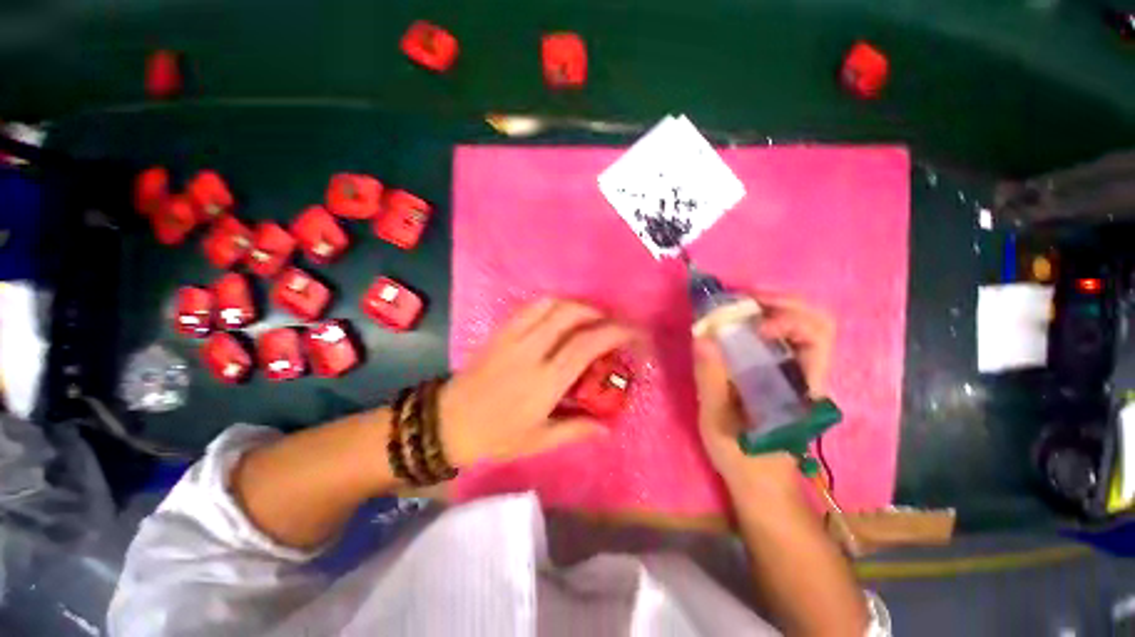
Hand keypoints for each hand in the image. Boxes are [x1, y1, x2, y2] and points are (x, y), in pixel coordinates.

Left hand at [439, 298, 636, 466]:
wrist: (447, 422)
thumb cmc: (495, 436)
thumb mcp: (539, 441)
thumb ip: (576, 430)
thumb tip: (608, 427)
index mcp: (545, 382)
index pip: (586, 345)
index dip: (614, 333)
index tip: (632, 332)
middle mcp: (531, 352)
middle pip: (571, 315)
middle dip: (599, 313)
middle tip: (611, 323)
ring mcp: (513, 337)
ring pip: (551, 305)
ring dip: (576, 305)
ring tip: (589, 317)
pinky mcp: (500, 331)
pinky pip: (530, 306)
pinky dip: (552, 304)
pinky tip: (559, 314)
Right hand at [693, 294, 834, 483]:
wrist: (760, 480)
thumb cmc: (742, 455)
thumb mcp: (718, 420)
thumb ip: (711, 379)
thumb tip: (702, 336)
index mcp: (800, 386)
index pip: (817, 335)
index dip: (788, 318)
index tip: (752, 323)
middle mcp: (806, 372)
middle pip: (815, 320)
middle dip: (779, 301)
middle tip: (741, 300)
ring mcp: (794, 371)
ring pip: (800, 324)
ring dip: (769, 307)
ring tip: (735, 307)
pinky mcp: (779, 373)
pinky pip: (778, 336)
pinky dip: (759, 321)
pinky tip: (735, 324)